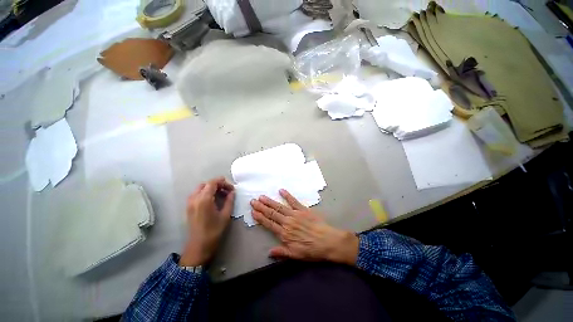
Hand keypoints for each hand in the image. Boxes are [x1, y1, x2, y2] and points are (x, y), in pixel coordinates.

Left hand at [180, 177, 235, 266]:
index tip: (231, 187)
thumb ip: (229, 200)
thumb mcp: (225, 215)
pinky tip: (212, 200)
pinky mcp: (188, 207)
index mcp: (204, 199)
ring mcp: (190, 203)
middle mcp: (195, 198)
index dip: (223, 182)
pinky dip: (205, 193)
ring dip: (211, 188)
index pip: (212, 183)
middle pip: (206, 184)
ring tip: (220, 195)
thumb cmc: (214, 230)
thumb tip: (232, 192)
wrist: (199, 246)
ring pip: (200, 188)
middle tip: (227, 191)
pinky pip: (197, 194)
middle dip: (217, 184)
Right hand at [251, 189, 358, 264]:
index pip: (269, 224)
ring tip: (262, 196)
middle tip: (253, 201)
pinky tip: (281, 190)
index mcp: (284, 234)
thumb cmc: (311, 250)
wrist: (327, 241)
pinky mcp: (303, 209)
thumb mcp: (295, 255)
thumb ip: (281, 252)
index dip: (260, 218)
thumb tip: (269, 252)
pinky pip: (294, 201)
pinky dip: (287, 196)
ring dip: (270, 201)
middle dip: (261, 207)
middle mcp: (287, 222)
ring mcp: (295, 214)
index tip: (253, 211)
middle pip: (272, 213)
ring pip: (279, 207)